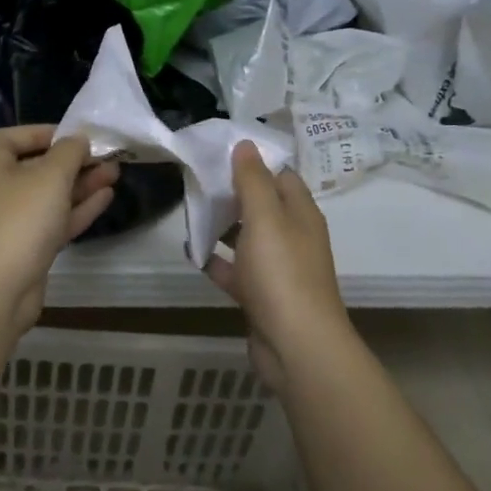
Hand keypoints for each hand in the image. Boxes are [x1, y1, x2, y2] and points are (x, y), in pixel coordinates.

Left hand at [0, 126, 118, 327]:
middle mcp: (1, 190)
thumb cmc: (21, 218)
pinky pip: (56, 220)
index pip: (12, 138)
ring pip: (51, 195)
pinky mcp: (30, 247)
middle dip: (73, 160)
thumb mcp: (51, 175)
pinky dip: (79, 208)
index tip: (73, 135)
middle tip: (106, 155)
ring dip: (82, 183)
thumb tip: (77, 140)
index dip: (42, 132)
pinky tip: (106, 197)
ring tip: (116, 172)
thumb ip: (69, 152)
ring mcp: (15, 221)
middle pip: (38, 167)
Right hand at [205, 141, 349, 390]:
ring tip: (190, 211)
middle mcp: (293, 237)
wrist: (296, 346)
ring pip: (247, 238)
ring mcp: (278, 269)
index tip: (221, 152)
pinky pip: (237, 271)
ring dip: (223, 226)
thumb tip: (246, 144)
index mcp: (300, 214)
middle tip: (198, 180)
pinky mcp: (262, 297)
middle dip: (233, 193)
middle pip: (262, 206)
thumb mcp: (265, 217)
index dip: (255, 162)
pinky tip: (194, 253)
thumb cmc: (282, 273)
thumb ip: (253, 180)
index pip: (281, 176)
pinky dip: (218, 261)